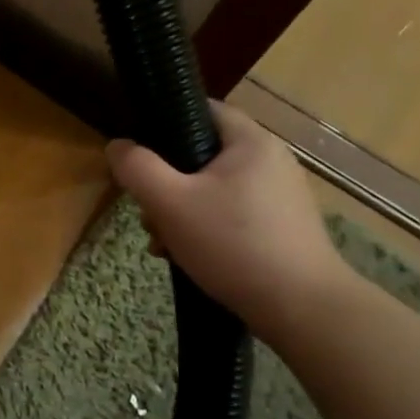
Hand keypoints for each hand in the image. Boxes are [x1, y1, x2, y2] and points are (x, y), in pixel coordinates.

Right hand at [106, 102, 352, 343]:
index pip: (204, 110)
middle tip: (148, 213)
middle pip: (203, 156)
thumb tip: (117, 145)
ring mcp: (280, 197)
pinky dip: (206, 229)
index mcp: (251, 142)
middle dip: (167, 184)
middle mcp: (271, 161)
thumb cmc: (232, 244)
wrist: (301, 308)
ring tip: (165, 244)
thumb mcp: (170, 203)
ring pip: (213, 190)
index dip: (166, 123)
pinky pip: (232, 215)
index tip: (140, 151)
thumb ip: (137, 168)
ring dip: (181, 212)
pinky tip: (190, 257)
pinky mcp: (282, 228)